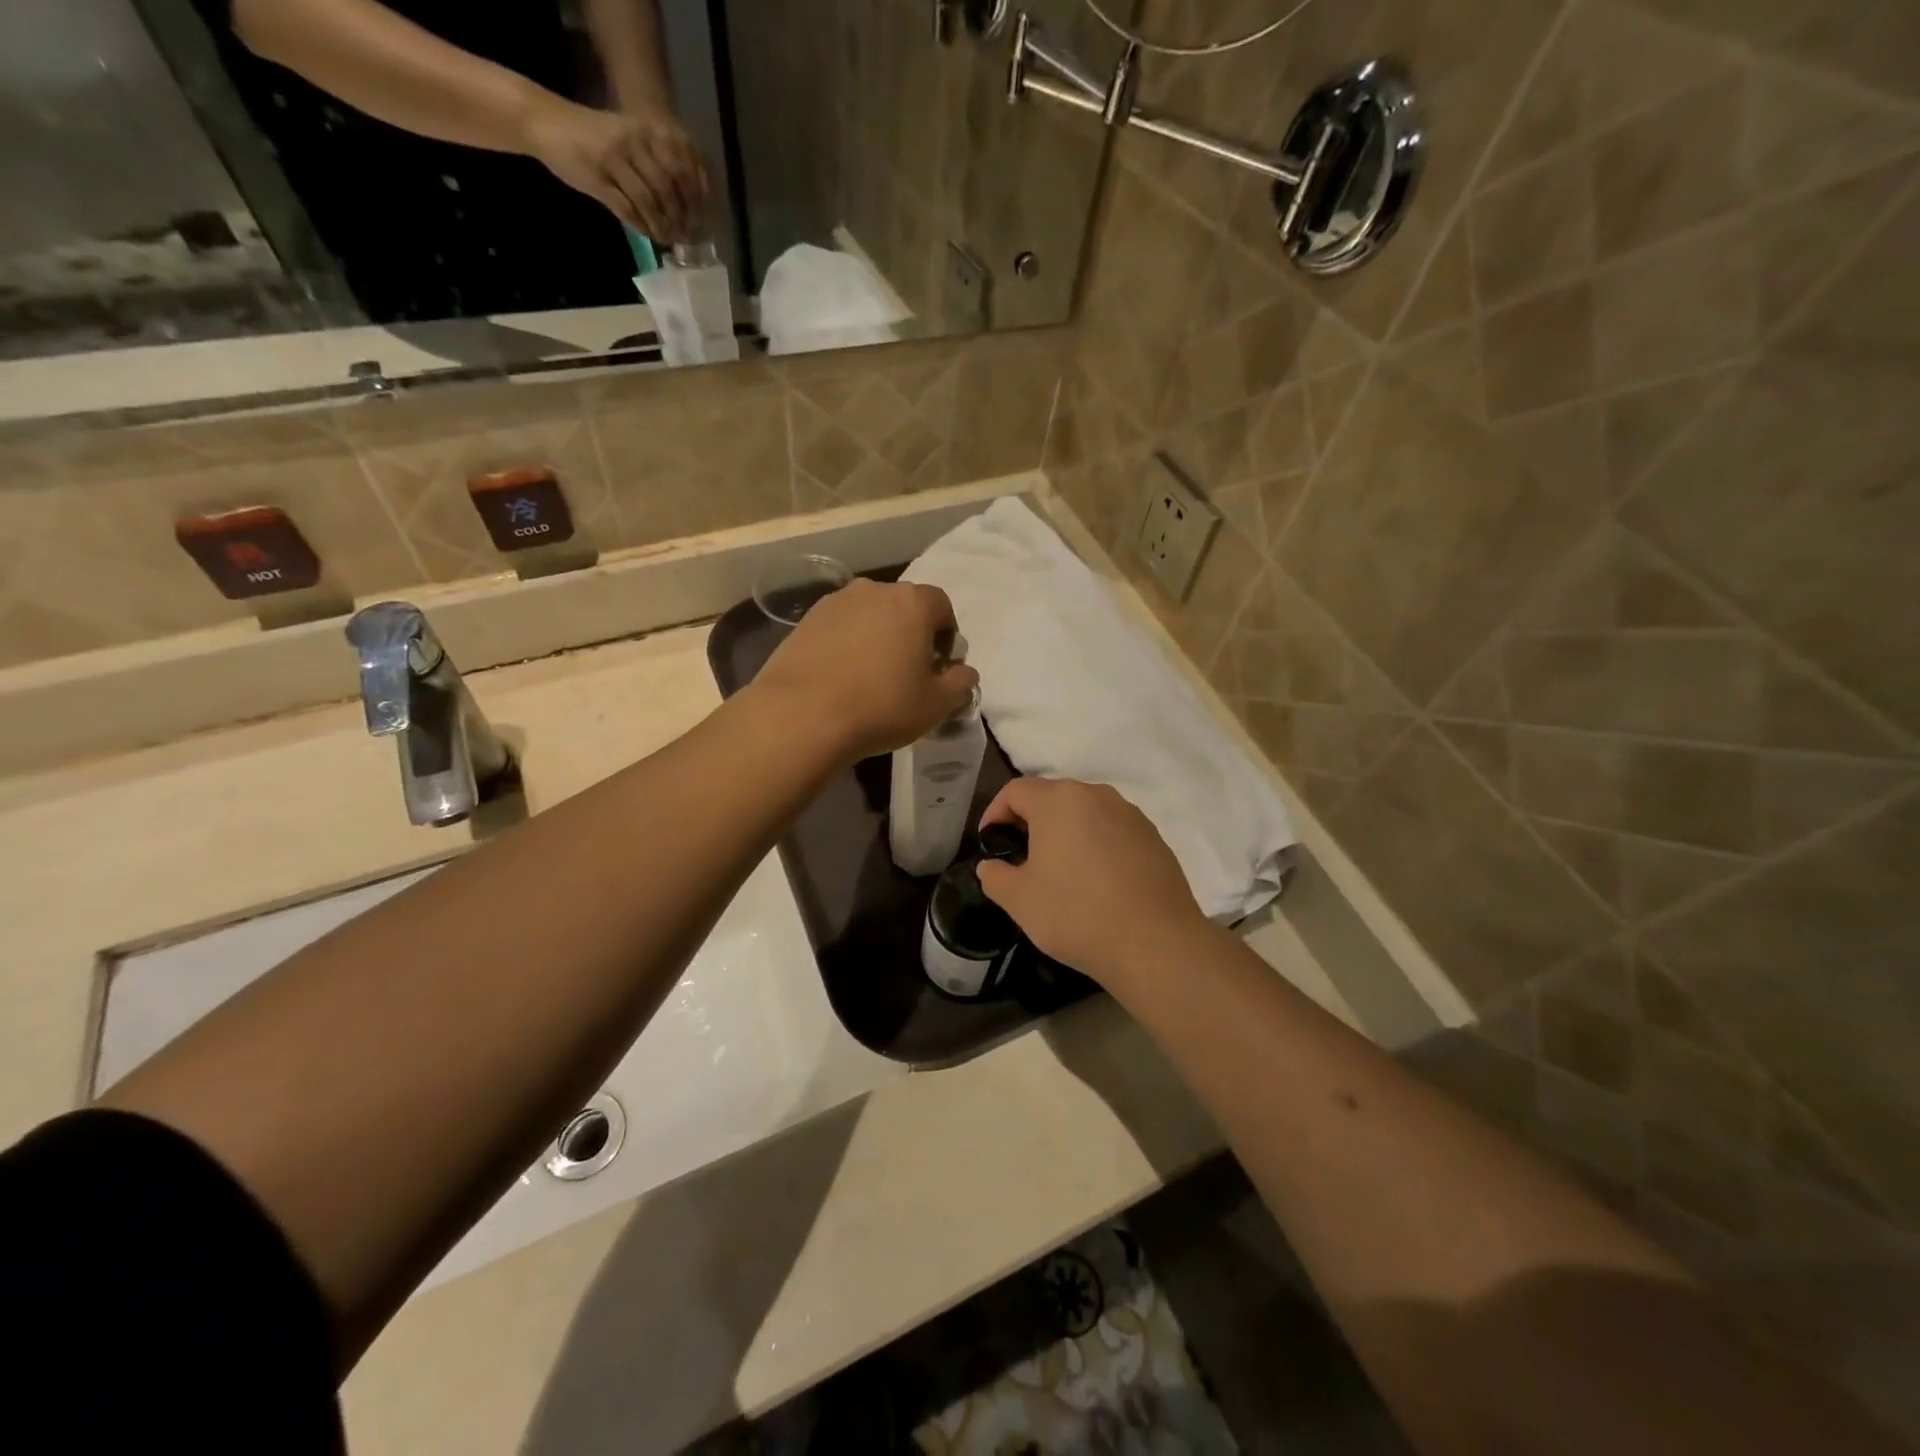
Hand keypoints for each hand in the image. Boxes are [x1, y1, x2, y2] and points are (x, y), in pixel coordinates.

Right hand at [523, 98, 709, 240]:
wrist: (545, 123)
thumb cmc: (590, 135)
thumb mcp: (626, 137)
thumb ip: (653, 161)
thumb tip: (683, 197)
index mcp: (644, 132)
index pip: (680, 170)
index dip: (693, 199)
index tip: (698, 219)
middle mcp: (632, 143)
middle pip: (667, 190)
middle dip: (678, 217)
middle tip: (683, 234)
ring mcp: (614, 161)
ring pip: (649, 203)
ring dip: (661, 226)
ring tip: (666, 238)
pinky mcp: (598, 179)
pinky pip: (627, 210)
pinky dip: (641, 227)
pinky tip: (648, 234)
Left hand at [750, 579, 979, 764]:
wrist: (802, 715)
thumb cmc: (882, 706)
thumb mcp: (935, 705)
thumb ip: (959, 684)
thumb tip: (965, 672)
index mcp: (912, 603)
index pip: (941, 606)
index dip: (947, 634)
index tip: (940, 665)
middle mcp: (874, 590)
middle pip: (904, 606)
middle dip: (912, 633)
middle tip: (908, 671)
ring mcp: (835, 602)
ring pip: (869, 615)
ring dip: (877, 637)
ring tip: (872, 675)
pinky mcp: (805, 620)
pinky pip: (840, 627)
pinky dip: (848, 644)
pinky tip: (843, 677)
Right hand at [976, 779, 1209, 985]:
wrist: (1155, 943)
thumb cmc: (1076, 913)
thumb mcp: (1019, 899)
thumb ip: (994, 876)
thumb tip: (992, 866)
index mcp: (1059, 801)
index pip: (1015, 790)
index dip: (995, 812)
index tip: (990, 842)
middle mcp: (1096, 795)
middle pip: (1053, 797)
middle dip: (1031, 821)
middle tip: (1020, 856)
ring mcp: (1130, 814)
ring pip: (1086, 813)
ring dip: (1066, 832)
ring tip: (1059, 869)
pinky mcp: (1154, 838)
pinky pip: (1113, 831)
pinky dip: (1097, 845)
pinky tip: (1097, 881)